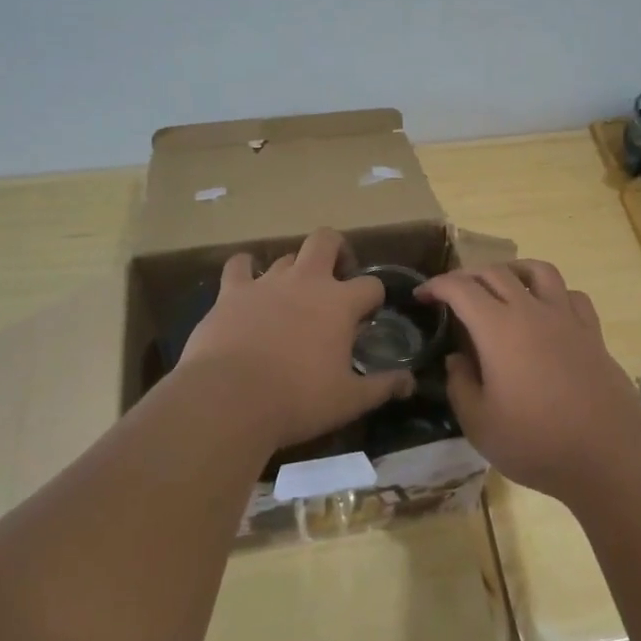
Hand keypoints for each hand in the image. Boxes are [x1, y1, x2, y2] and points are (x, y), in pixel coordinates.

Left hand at [176, 228, 414, 453]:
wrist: (229, 399)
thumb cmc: (298, 400)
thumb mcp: (349, 400)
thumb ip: (383, 387)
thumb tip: (410, 382)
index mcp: (340, 303)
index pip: (371, 284)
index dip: (374, 298)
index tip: (367, 317)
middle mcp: (306, 281)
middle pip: (326, 240)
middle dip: (336, 251)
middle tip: (336, 278)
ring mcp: (266, 282)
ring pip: (286, 256)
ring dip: (294, 270)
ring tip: (292, 296)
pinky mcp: (231, 292)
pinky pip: (239, 265)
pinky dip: (245, 270)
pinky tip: (247, 286)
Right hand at [418, 260, 640, 501]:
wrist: (610, 454)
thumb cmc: (537, 442)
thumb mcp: (480, 424)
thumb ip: (460, 385)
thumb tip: (457, 359)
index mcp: (498, 329)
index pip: (461, 288)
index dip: (436, 286)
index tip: (421, 296)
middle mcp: (532, 311)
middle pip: (496, 273)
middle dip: (467, 276)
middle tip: (452, 293)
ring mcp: (567, 319)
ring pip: (538, 271)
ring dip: (512, 270)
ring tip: (501, 285)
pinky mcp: (592, 333)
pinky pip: (571, 295)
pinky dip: (552, 293)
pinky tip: (546, 310)